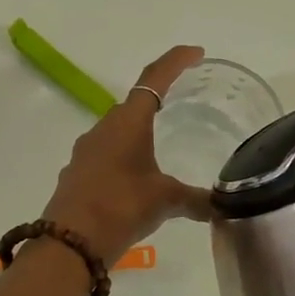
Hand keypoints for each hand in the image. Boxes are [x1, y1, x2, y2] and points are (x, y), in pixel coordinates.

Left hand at [39, 45, 211, 259]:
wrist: (71, 243)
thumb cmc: (122, 207)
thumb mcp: (166, 201)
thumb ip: (197, 200)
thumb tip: (223, 206)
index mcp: (128, 122)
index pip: (154, 78)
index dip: (176, 62)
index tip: (196, 53)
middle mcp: (103, 128)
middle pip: (134, 104)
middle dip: (158, 101)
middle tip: (182, 105)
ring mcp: (86, 152)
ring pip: (117, 132)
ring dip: (138, 133)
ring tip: (161, 147)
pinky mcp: (77, 175)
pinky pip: (106, 156)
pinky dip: (124, 159)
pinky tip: (136, 181)